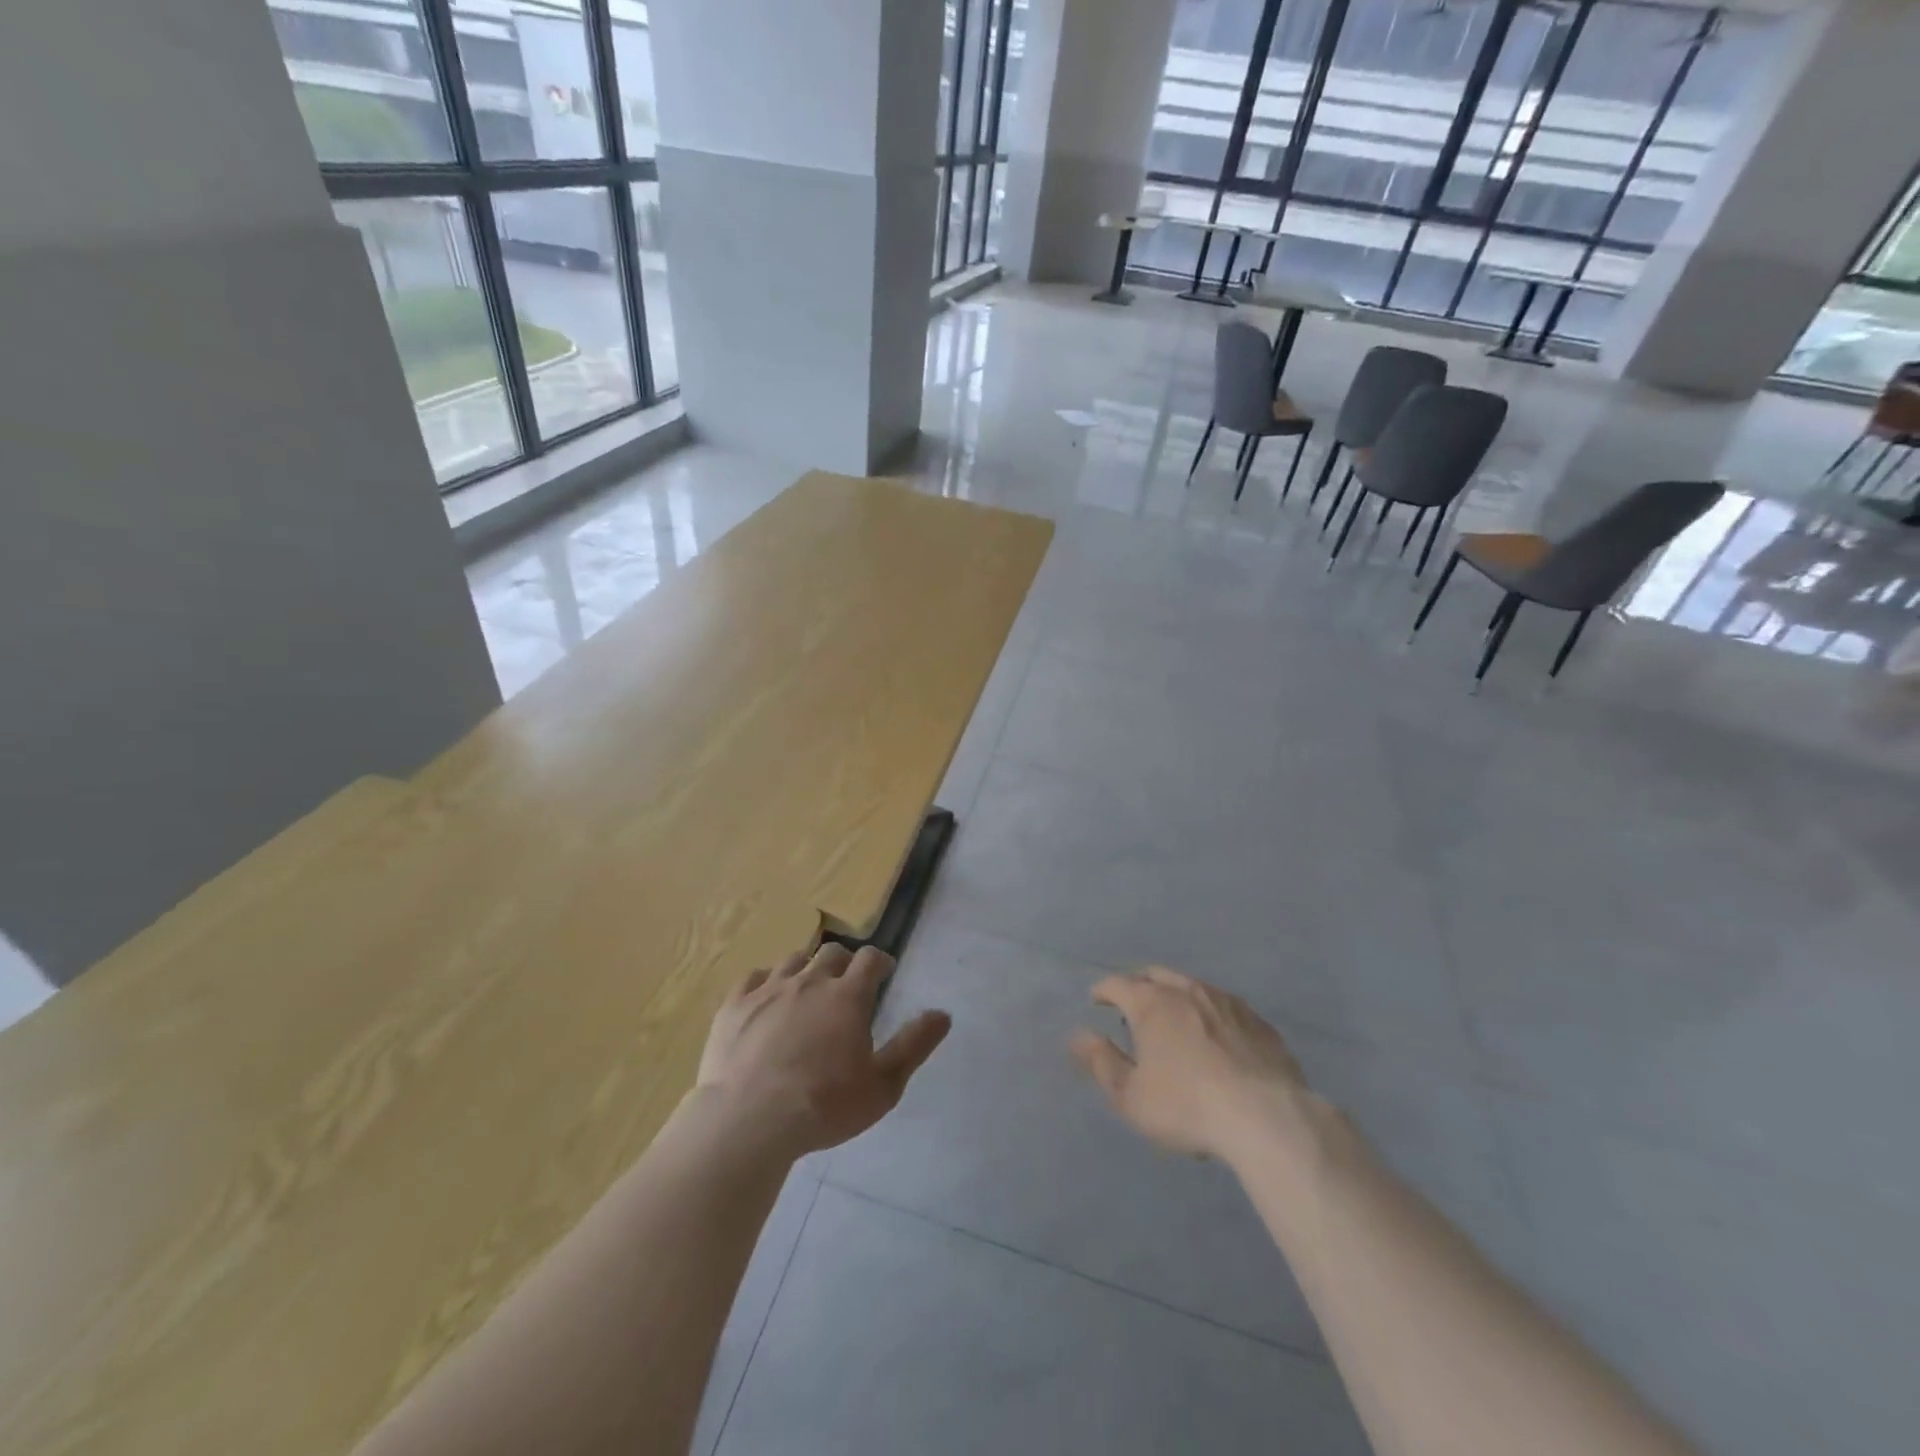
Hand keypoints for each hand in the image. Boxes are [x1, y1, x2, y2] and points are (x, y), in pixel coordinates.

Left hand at [697, 943, 950, 1157]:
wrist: (749, 1121)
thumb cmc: (824, 1106)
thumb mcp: (883, 1085)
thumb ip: (914, 1045)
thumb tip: (943, 1014)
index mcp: (847, 996)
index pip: (870, 959)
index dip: (880, 961)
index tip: (884, 971)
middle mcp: (810, 981)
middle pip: (831, 953)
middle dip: (844, 962)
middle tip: (846, 984)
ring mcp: (768, 989)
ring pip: (793, 960)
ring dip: (807, 967)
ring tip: (808, 987)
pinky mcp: (734, 1005)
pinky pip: (753, 977)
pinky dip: (766, 981)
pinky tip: (766, 996)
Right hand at [1071, 966, 1310, 1162]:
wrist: (1267, 1118)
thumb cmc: (1187, 1106)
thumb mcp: (1131, 1096)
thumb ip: (1102, 1062)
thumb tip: (1079, 1036)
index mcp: (1151, 1003)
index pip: (1117, 984)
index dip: (1103, 991)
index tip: (1096, 1000)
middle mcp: (1187, 990)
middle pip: (1155, 975)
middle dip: (1139, 985)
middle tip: (1133, 1007)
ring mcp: (1227, 1002)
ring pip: (1193, 986)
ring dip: (1177, 996)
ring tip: (1175, 1020)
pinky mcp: (1259, 1022)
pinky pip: (1225, 1007)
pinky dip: (1211, 1015)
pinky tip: (1217, 1038)